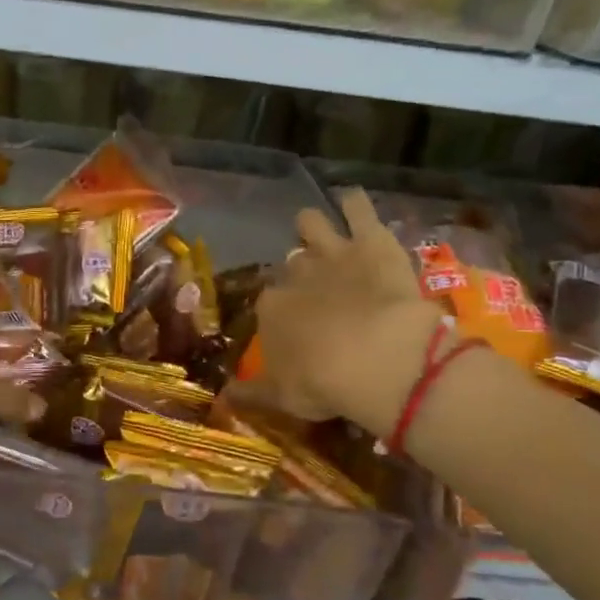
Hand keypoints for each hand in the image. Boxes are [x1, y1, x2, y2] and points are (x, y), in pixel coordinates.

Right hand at [236, 189, 445, 426]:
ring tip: (324, 234)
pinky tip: (352, 202)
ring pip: (312, 222)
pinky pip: (357, 207)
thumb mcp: (281, 397)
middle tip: (314, 287)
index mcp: (271, 309)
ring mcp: (332, 252)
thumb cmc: (322, 382)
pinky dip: (353, 202)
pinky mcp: (371, 241)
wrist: (376, 358)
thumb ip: (251, 393)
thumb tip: (222, 396)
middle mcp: (295, 274)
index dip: (278, 311)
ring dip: (314, 225)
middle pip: (290, 264)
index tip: (291, 326)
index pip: (267, 302)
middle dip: (297, 271)